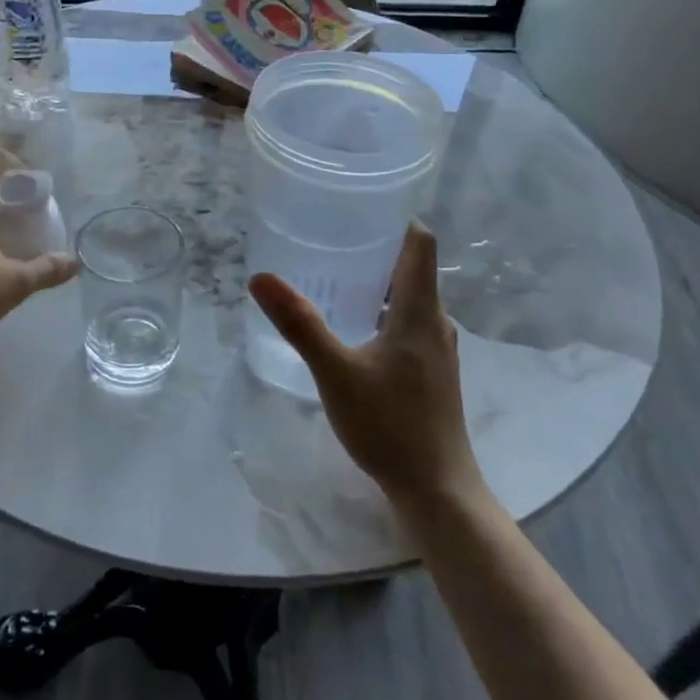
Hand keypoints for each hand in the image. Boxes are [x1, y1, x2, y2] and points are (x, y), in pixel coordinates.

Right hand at [248, 222, 486, 508]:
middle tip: (329, 237)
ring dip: (376, 282)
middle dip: (374, 247)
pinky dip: (380, 310)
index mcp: (421, 310)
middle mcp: (435, 321)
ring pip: (408, 297)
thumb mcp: (336, 372)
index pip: (420, 242)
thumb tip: (261, 277)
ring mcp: (436, 348)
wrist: (437, 491)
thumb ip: (300, 323)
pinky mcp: (430, 371)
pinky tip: (349, 326)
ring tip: (332, 276)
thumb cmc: (390, 425)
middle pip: (412, 266)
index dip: (395, 218)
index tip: (358, 208)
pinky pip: (406, 322)